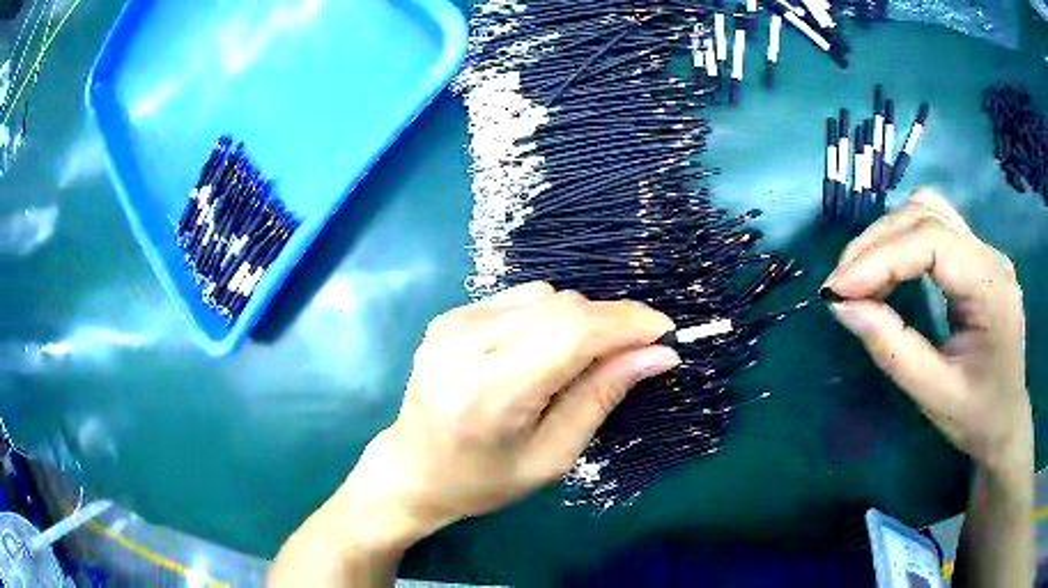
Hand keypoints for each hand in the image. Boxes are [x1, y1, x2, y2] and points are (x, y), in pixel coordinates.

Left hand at [270, 282, 678, 585]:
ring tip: (580, 361)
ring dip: (579, 319)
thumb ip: (602, 397)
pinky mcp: (448, 317)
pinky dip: (547, 317)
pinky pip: (518, 298)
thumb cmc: (484, 481)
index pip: (572, 333)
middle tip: (634, 352)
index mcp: (490, 391)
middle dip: (610, 321)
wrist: (412, 470)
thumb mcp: (552, 457)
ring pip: (544, 295)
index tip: (664, 332)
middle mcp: (465, 345)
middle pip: (562, 306)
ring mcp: (451, 324)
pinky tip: (541, 351)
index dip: (626, 323)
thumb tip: (658, 354)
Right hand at [823, 189, 1030, 475]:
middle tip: (841, 284)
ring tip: (859, 275)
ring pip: (927, 212)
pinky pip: (933, 229)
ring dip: (887, 236)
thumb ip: (893, 349)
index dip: (880, 257)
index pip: (932, 241)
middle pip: (926, 214)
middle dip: (877, 243)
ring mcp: (983, 252)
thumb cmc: (978, 418)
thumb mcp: (935, 395)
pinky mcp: (974, 259)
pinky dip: (901, 242)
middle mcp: (989, 254)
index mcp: (991, 285)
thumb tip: (842, 307)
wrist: (1006, 424)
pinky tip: (887, 270)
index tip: (836, 289)